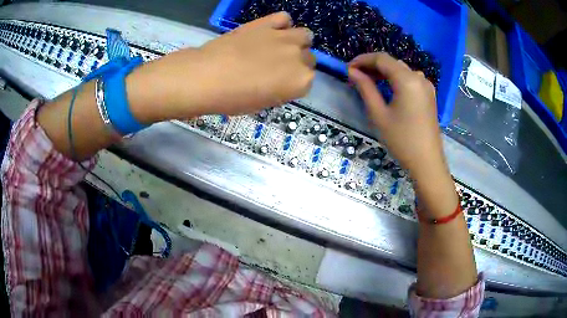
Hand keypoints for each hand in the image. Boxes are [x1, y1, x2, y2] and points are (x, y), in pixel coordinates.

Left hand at [196, 12, 315, 114]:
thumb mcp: (263, 103)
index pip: (308, 80)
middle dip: (297, 62)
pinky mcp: (267, 23)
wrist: (207, 77)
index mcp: (301, 81)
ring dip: (297, 42)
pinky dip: (281, 24)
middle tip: (277, 67)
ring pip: (305, 35)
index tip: (281, 84)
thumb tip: (282, 80)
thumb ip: (282, 89)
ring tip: (279, 47)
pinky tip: (270, 31)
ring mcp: (285, 37)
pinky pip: (284, 18)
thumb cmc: (233, 98)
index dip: (294, 82)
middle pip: (309, 57)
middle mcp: (299, 57)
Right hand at [348, 53, 444, 176]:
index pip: (381, 59)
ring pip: (401, 70)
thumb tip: (352, 71)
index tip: (348, 68)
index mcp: (407, 79)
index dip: (362, 60)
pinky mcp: (429, 95)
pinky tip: (388, 89)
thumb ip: (365, 88)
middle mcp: (419, 77)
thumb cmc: (402, 140)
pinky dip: (396, 79)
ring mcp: (426, 86)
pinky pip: (410, 79)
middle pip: (392, 63)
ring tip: (369, 83)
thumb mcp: (379, 114)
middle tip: (356, 77)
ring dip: (384, 72)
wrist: (427, 162)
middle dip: (372, 66)